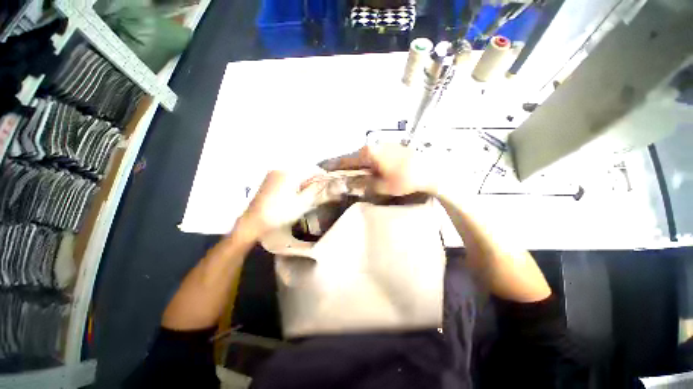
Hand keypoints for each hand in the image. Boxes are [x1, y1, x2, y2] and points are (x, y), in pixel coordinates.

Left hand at [240, 169, 323, 238]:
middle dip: (313, 178)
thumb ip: (315, 189)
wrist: (254, 222)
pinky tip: (296, 191)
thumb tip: (325, 181)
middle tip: (319, 189)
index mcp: (290, 173)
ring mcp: (273, 173)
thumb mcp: (302, 203)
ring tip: (308, 192)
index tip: (328, 183)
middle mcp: (281, 169)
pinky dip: (295, 181)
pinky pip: (287, 175)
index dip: (322, 175)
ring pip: (295, 172)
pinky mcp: (269, 179)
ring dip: (304, 179)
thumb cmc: (280, 214)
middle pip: (303, 169)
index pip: (312, 169)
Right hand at [334, 143, 440, 195]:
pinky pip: (377, 154)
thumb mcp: (381, 187)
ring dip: (363, 165)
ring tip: (362, 175)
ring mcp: (385, 143)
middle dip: (350, 167)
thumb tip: (350, 184)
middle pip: (356, 157)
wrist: (430, 170)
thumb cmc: (404, 179)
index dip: (335, 167)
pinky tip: (377, 169)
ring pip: (367, 155)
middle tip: (346, 177)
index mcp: (368, 153)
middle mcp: (374, 145)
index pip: (346, 160)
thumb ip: (363, 185)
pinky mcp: (394, 146)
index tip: (326, 170)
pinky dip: (373, 162)